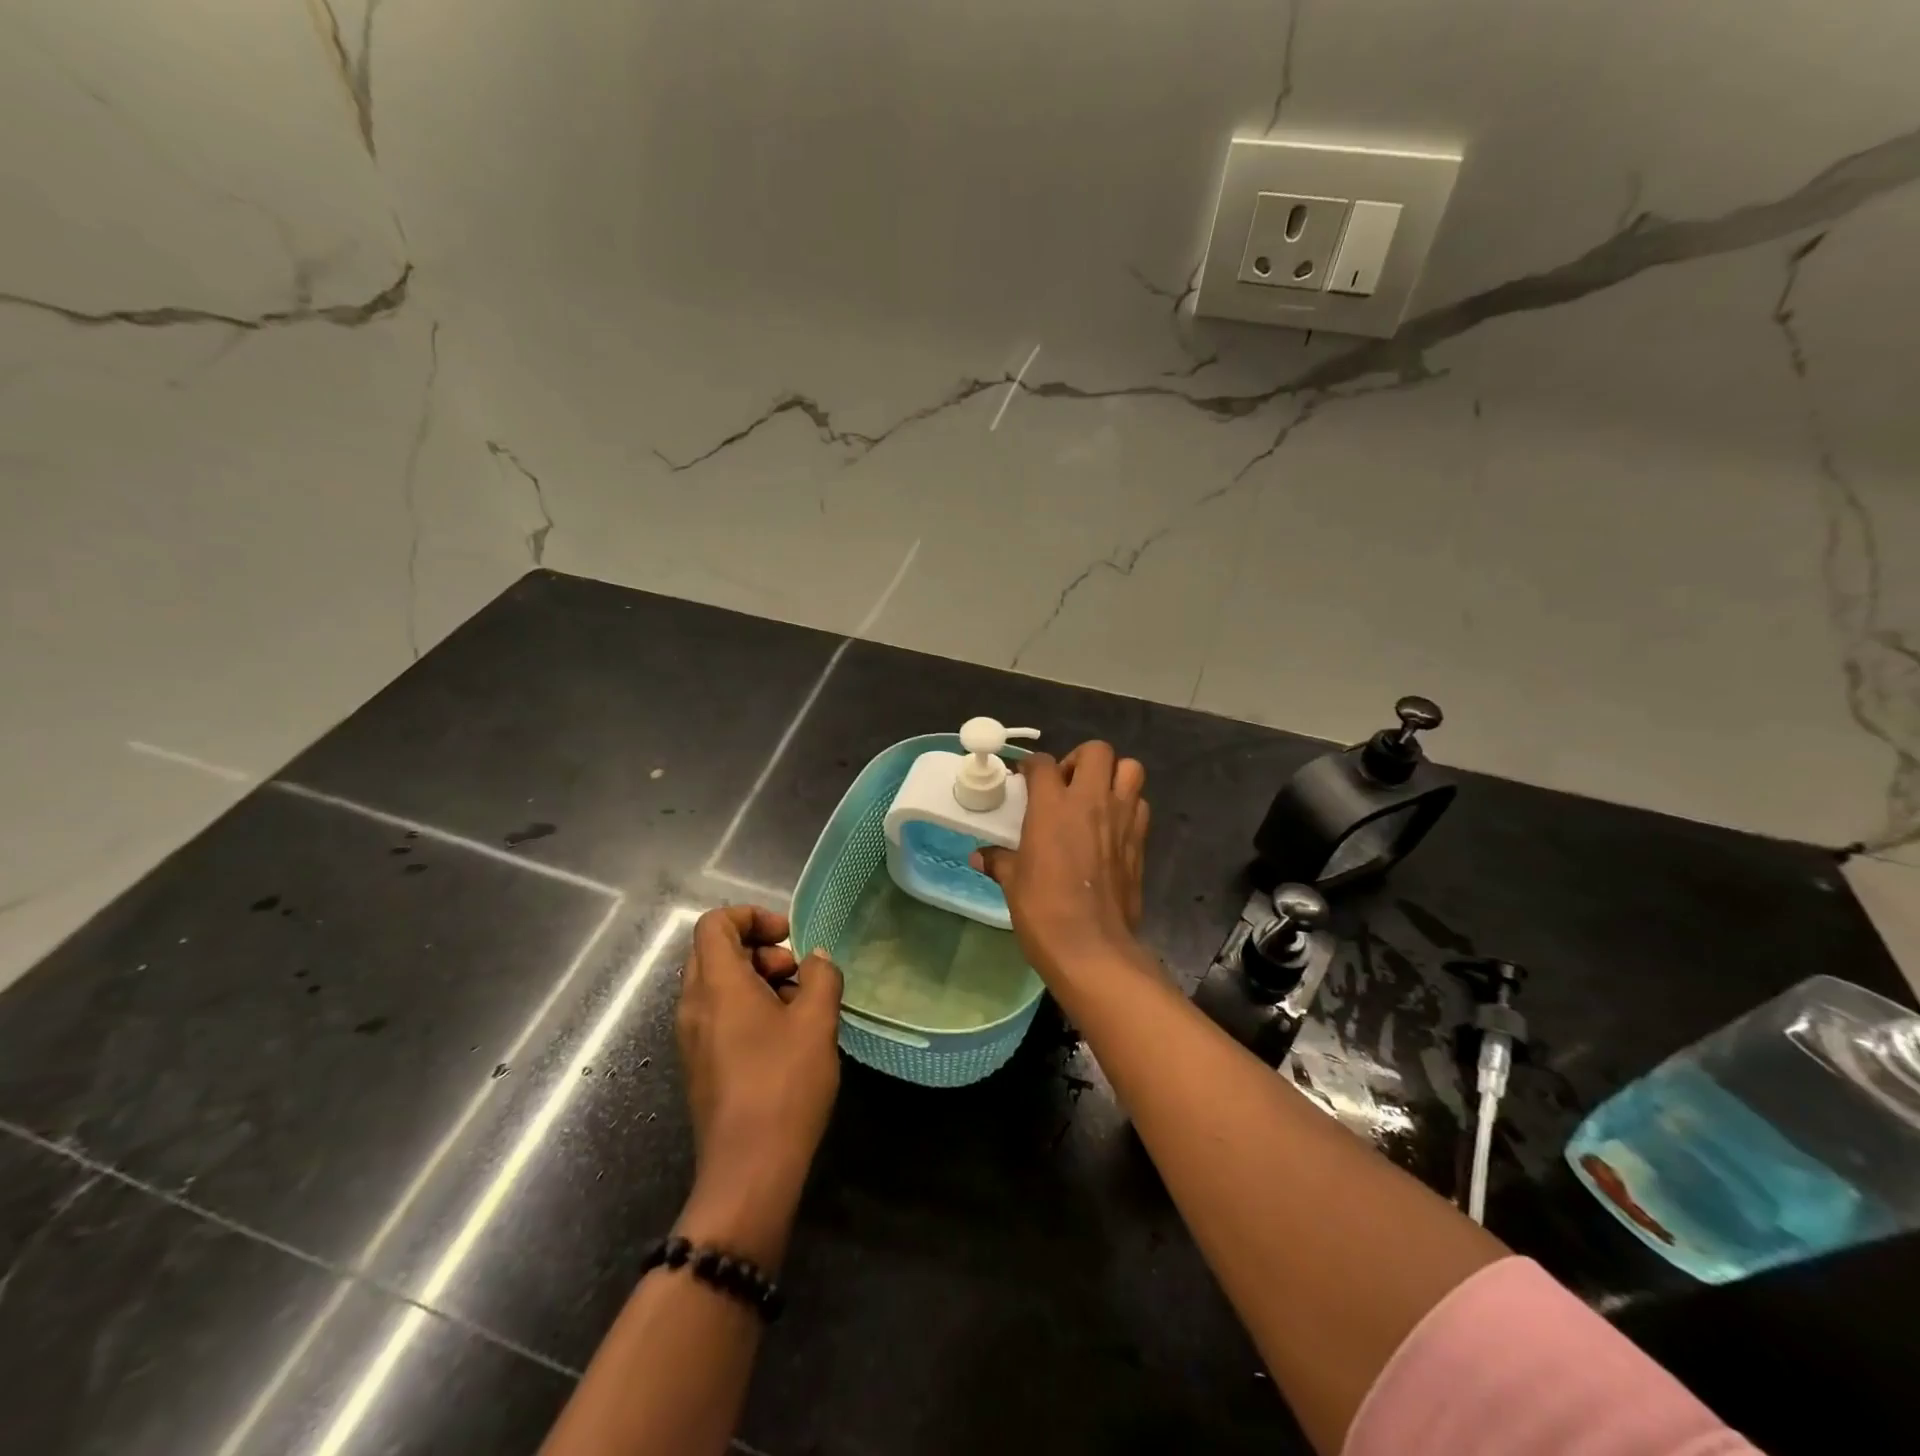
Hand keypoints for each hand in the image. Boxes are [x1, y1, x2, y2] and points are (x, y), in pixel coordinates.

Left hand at [674, 906, 842, 1267]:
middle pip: (715, 951)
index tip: (788, 936)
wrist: (749, 1171)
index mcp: (716, 985)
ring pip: (719, 985)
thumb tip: (816, 959)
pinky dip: (750, 1008)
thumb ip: (821, 977)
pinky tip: (786, 1037)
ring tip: (800, 1006)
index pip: (715, 923)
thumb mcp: (817, 1022)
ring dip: (759, 980)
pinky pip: (719, 1015)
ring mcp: (693, 1038)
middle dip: (760, 950)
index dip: (751, 916)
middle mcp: (694, 1005)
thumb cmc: (783, 1084)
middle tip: (798, 973)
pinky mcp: (701, 1065)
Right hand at [972, 742, 1151, 983]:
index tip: (1025, 778)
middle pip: (1097, 751)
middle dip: (1080, 759)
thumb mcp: (1013, 883)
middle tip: (1066, 784)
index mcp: (1052, 806)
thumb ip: (999, 861)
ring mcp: (1121, 818)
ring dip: (1113, 776)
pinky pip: (1140, 805)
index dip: (1031, 766)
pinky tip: (1111, 828)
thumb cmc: (1043, 910)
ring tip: (1095, 798)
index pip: (1042, 763)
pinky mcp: (1140, 841)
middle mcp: (1091, 801)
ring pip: (1130, 769)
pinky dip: (1128, 807)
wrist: (1091, 946)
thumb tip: (981, 856)